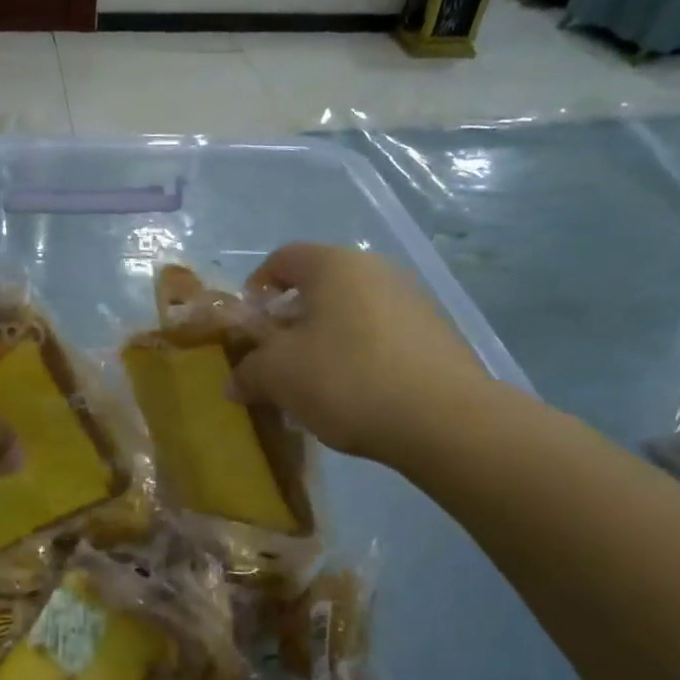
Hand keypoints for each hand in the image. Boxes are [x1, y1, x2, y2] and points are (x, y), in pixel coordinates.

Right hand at [234, 243, 493, 463]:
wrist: (445, 420)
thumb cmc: (346, 379)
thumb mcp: (278, 375)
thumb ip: (248, 371)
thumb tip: (235, 382)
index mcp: (333, 265)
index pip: (282, 258)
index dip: (256, 288)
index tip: (248, 326)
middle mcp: (375, 270)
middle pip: (318, 287)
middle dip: (290, 321)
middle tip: (276, 359)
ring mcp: (412, 301)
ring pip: (350, 314)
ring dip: (324, 341)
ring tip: (314, 384)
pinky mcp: (436, 336)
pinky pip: (381, 337)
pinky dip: (359, 357)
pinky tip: (355, 395)